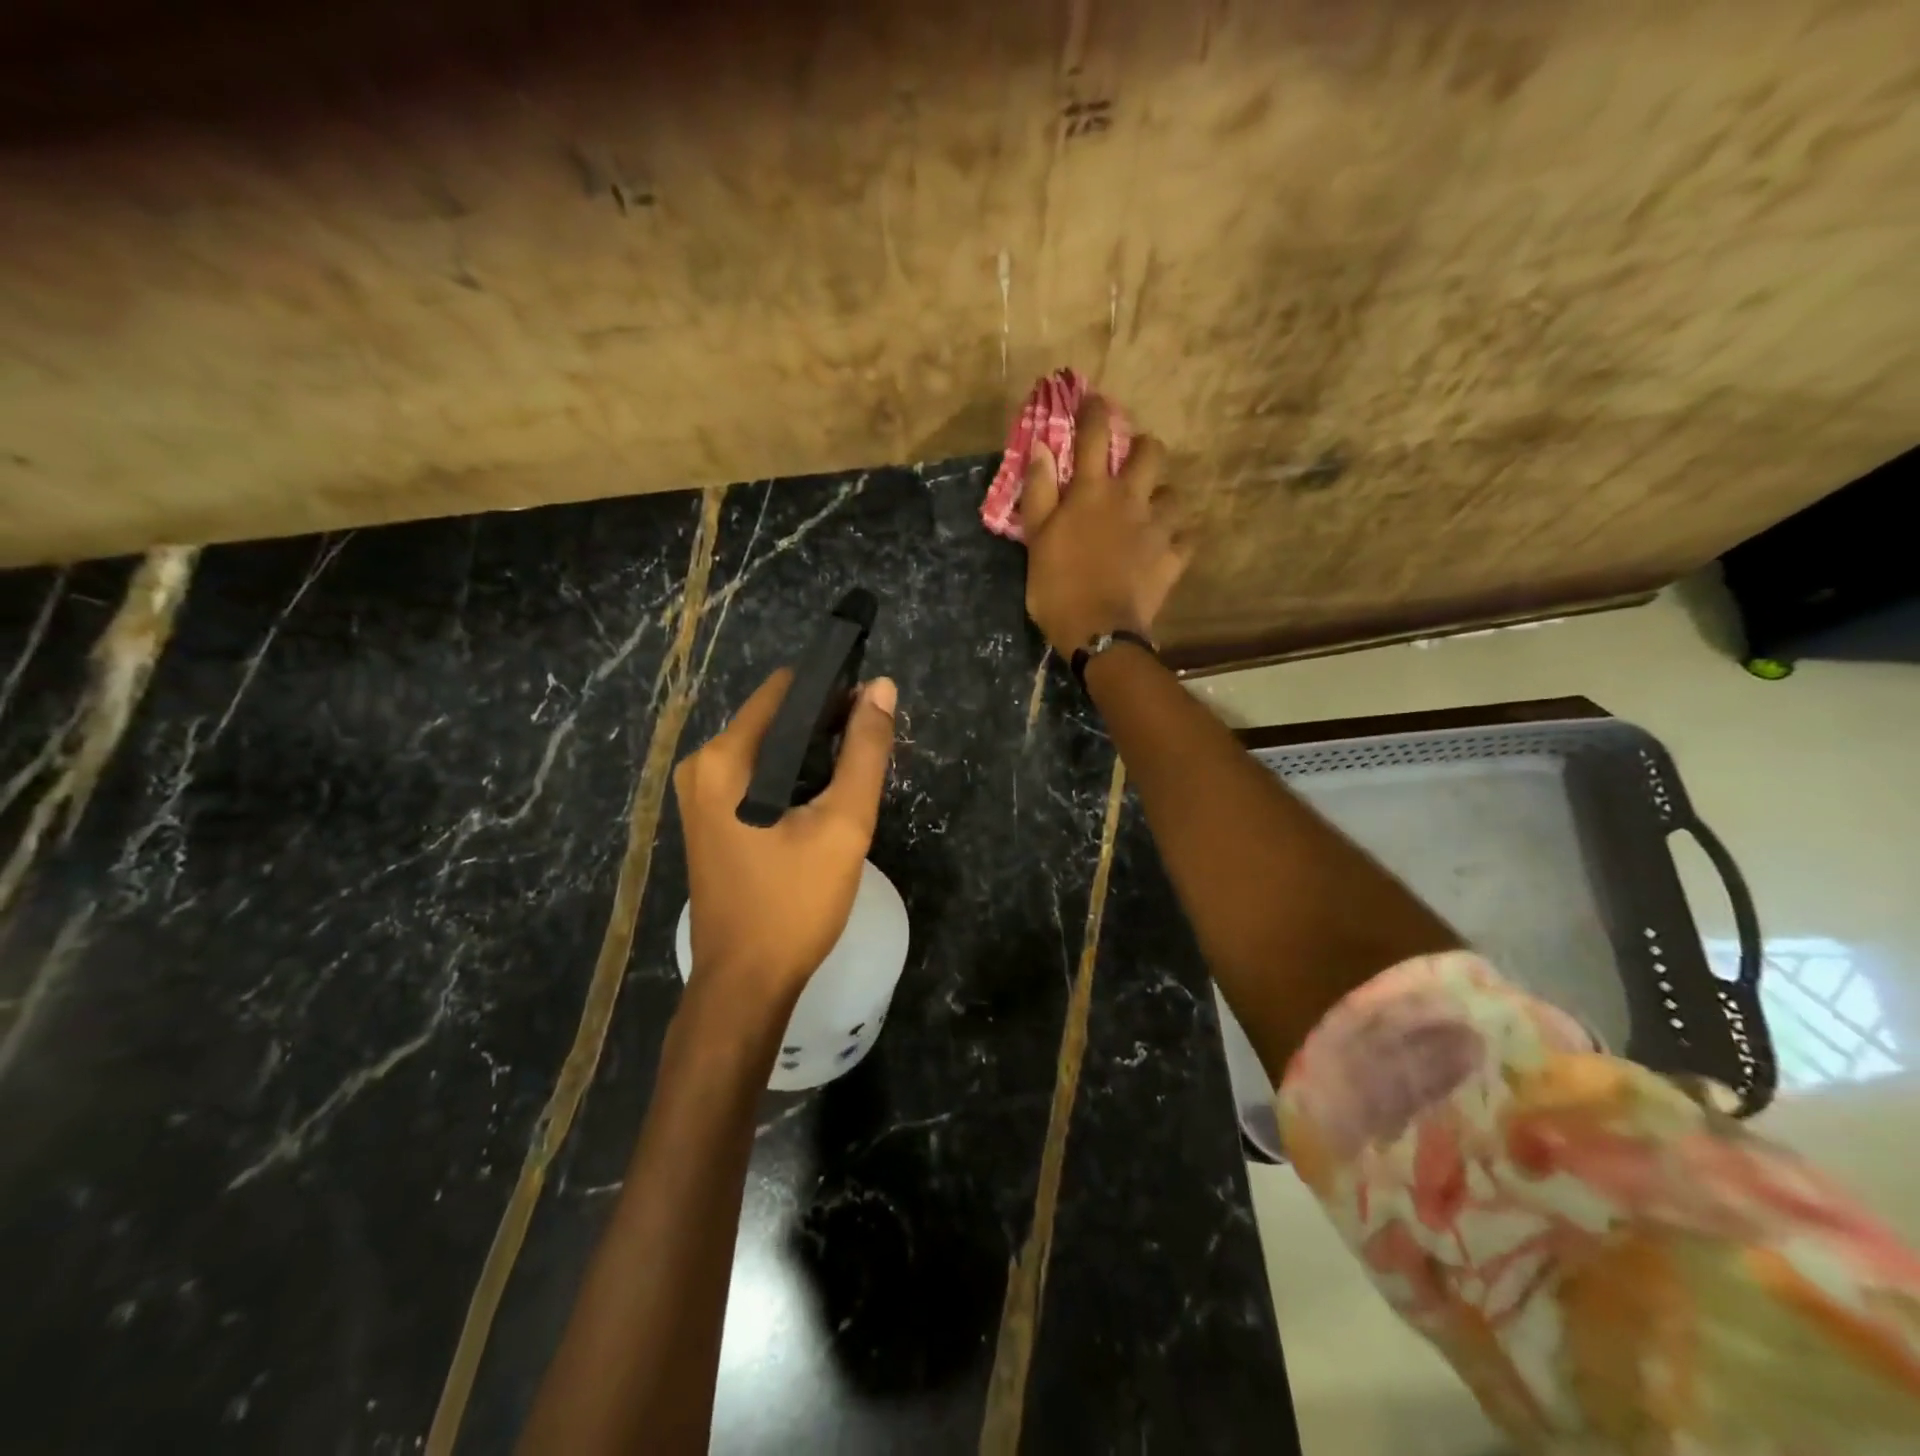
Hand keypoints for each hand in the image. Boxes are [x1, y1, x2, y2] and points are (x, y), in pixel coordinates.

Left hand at [673, 670, 897, 1002]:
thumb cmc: (794, 903)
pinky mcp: (709, 819)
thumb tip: (882, 688)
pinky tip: (823, 799)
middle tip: (870, 748)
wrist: (746, 984)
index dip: (832, 689)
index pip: (783, 691)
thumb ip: (865, 752)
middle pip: (773, 718)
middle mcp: (702, 766)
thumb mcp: (843, 824)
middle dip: (824, 724)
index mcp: (725, 758)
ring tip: (854, 773)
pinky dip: (791, 777)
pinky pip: (756, 777)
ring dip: (811, 753)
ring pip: (767, 749)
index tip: (872, 705)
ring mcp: (699, 795)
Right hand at [1020, 395, 1190, 655]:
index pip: (1094, 435)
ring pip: (1173, 494)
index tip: (1092, 401)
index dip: (1093, 412)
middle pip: (1151, 452)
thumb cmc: (1057, 587)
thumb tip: (1041, 448)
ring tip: (1151, 511)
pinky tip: (1168, 546)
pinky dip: (1178, 539)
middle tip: (1131, 461)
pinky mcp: (1173, 558)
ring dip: (1162, 497)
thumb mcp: (1036, 539)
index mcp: (1092, 492)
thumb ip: (1039, 492)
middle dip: (1143, 447)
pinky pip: (1187, 538)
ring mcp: (1157, 528)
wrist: (1097, 631)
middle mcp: (1130, 499)